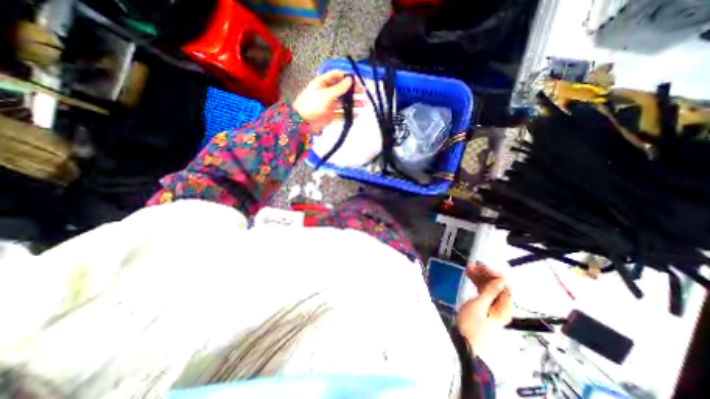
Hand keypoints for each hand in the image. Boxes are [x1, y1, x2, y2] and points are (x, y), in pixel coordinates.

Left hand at [291, 69, 362, 131]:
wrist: (302, 122)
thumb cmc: (312, 104)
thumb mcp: (326, 94)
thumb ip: (339, 88)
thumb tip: (350, 79)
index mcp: (323, 83)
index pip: (337, 76)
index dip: (347, 77)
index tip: (358, 80)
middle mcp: (327, 92)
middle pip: (342, 89)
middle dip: (353, 90)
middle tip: (363, 92)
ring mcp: (329, 104)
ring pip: (344, 102)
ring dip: (353, 102)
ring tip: (364, 104)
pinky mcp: (331, 115)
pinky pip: (342, 113)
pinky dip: (349, 113)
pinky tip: (356, 114)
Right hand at [457, 263, 513, 352]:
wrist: (461, 339)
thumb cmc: (470, 324)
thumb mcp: (479, 306)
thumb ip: (490, 292)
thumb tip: (501, 280)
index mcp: (504, 309)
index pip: (505, 288)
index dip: (496, 275)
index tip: (484, 267)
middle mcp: (500, 307)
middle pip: (496, 286)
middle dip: (485, 274)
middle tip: (473, 264)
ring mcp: (491, 306)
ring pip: (488, 287)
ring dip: (479, 276)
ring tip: (468, 267)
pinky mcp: (483, 306)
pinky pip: (482, 291)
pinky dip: (476, 282)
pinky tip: (469, 274)